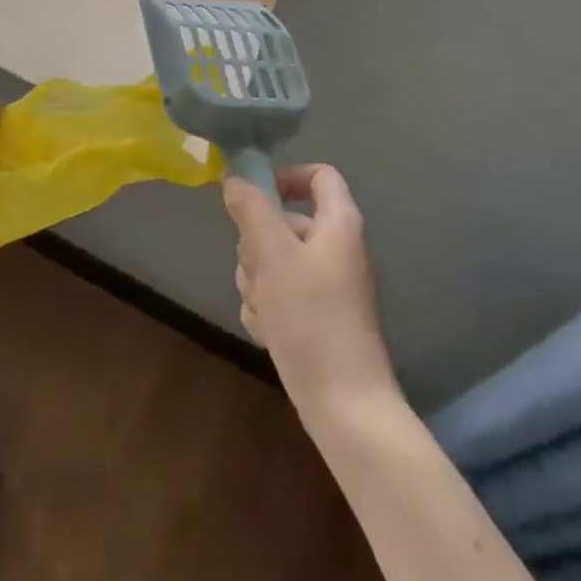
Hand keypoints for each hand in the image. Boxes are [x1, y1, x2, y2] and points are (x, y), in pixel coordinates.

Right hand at [224, 165, 397, 425]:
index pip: (319, 176)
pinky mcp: (313, 316)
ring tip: (265, 309)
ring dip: (257, 281)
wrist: (344, 404)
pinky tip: (268, 331)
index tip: (251, 197)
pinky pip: (277, 294)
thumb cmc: (312, 318)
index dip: (285, 177)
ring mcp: (324, 285)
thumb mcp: (275, 255)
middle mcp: (335, 249)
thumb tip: (236, 179)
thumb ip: (253, 211)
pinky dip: (266, 309)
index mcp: (338, 224)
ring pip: (273, 261)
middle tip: (257, 272)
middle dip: (256, 245)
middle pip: (284, 222)